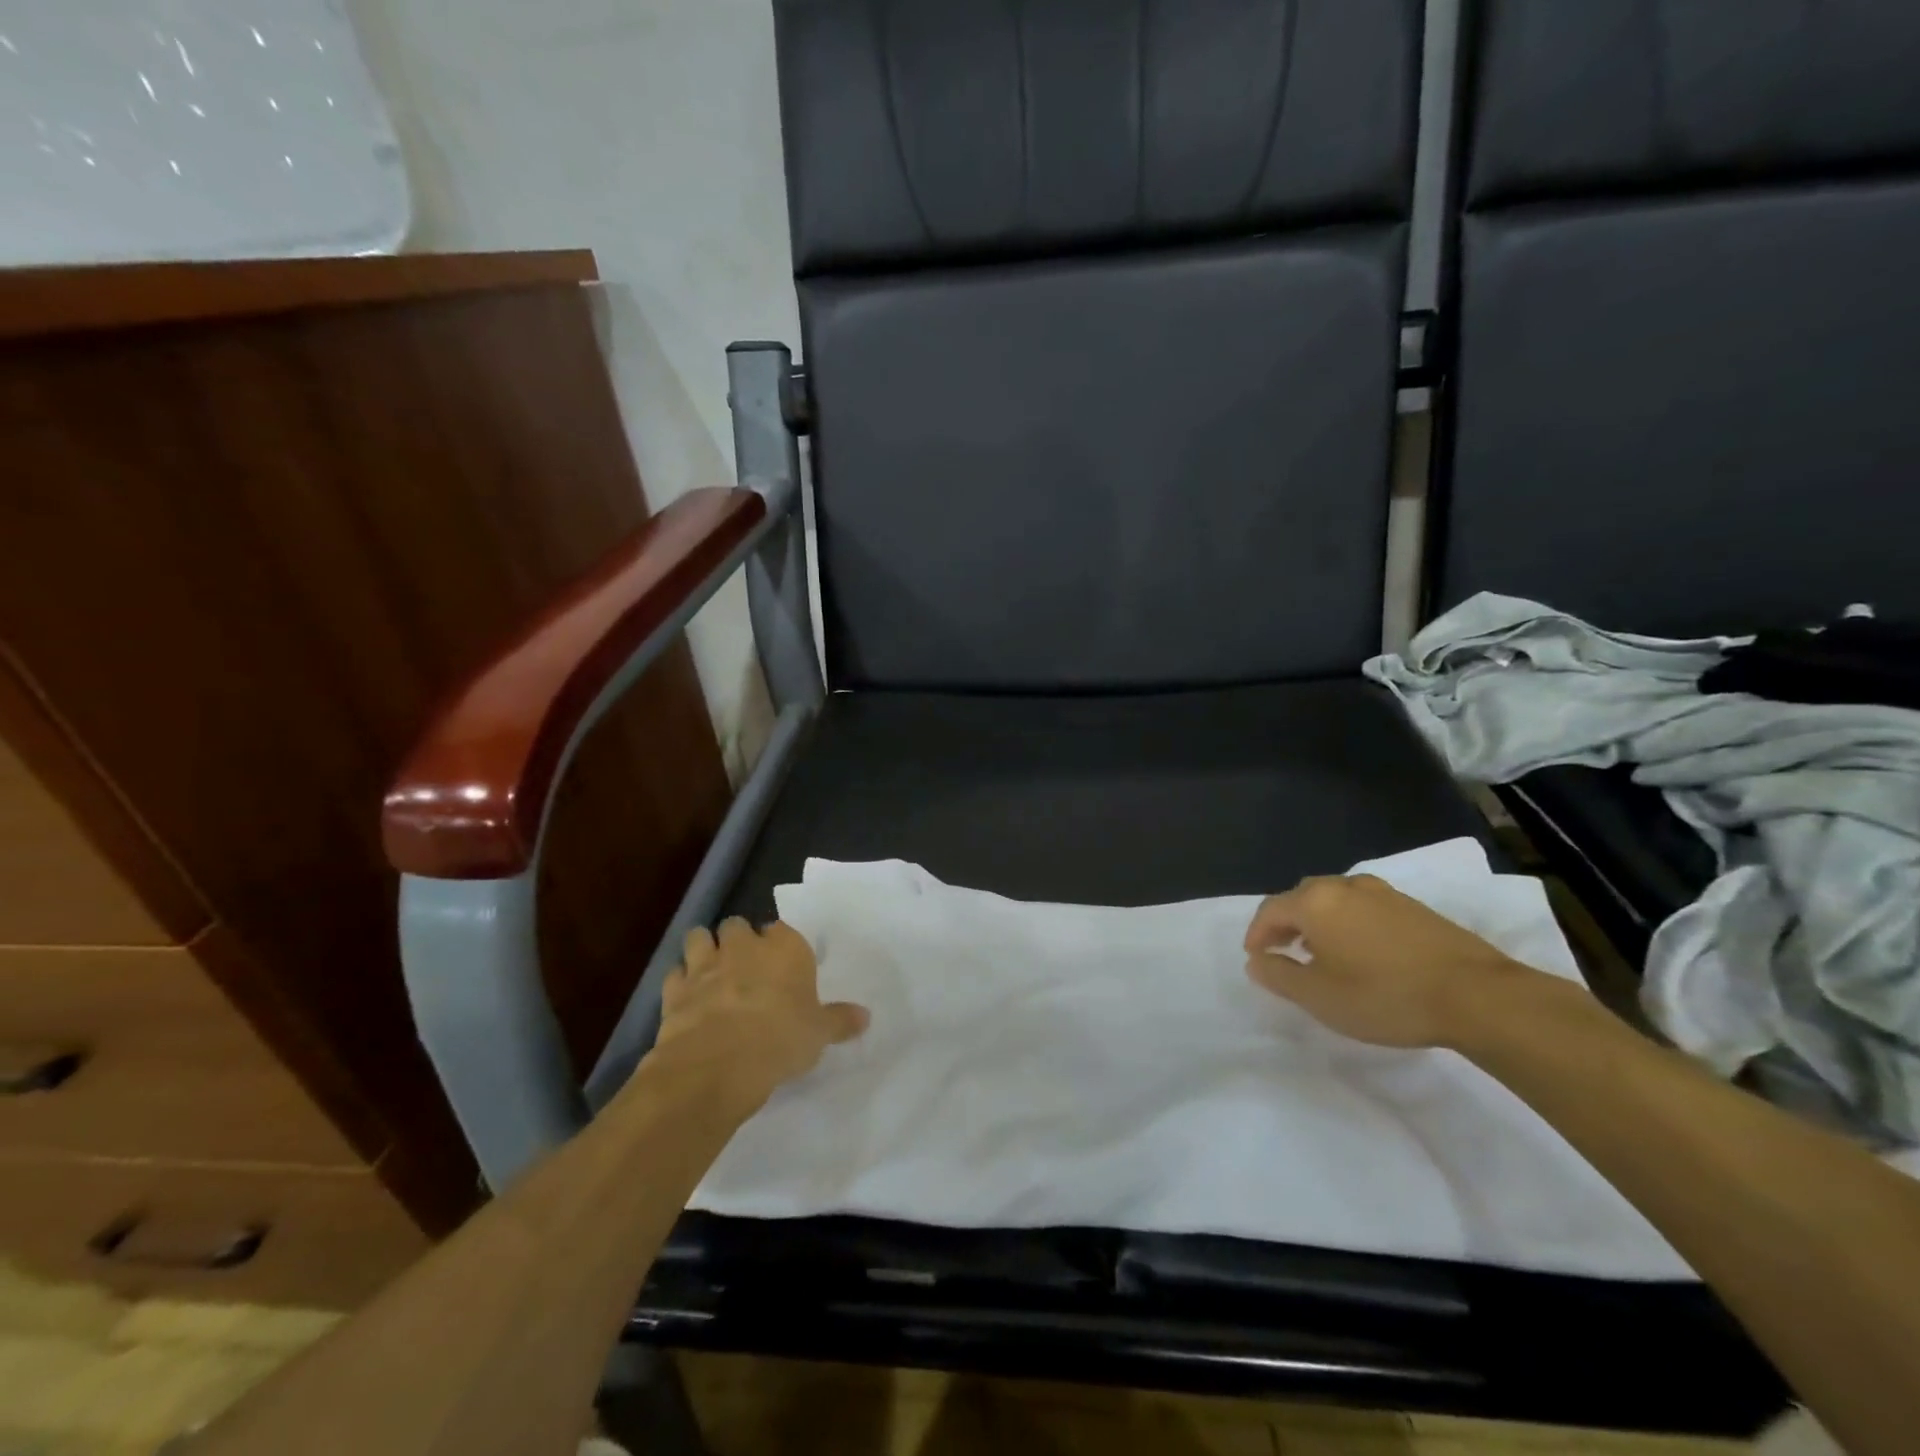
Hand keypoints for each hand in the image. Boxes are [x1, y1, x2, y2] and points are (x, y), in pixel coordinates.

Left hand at [647, 918, 868, 1111]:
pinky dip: (679, 982)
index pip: (782, 930)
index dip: (779, 944)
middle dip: (738, 940)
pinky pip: (675, 974)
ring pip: (699, 938)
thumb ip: (840, 1020)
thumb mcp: (819, 1034)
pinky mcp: (675, 990)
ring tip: (711, 970)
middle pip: (737, 925)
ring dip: (703, 949)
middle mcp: (744, 947)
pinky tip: (686, 999)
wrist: (717, 1064)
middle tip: (745, 965)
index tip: (782, 962)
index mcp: (784, 949)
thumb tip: (866, 1016)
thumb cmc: (780, 1040)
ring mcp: (705, 965)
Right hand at [1242, 874, 1540, 1048]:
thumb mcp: (1319, 996)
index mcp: (1315, 902)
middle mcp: (1345, 887)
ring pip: (1336, 901)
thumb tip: (1256, 961)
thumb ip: (1279, 976)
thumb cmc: (1384, 995)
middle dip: (1287, 924)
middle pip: (1302, 898)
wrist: (1477, 995)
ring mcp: (1383, 893)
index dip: (1257, 933)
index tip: (1255, 958)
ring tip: (1322, 955)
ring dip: (1320, 923)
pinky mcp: (1414, 907)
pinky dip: (1350, 924)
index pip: (1271, 910)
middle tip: (1284, 952)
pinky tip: (1363, 953)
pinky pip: (1365, 908)